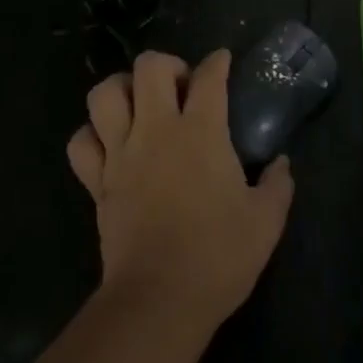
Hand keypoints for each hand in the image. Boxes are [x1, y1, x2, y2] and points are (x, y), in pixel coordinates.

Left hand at [66, 49, 294, 329]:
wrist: (159, 300)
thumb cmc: (218, 256)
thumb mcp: (265, 221)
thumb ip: (278, 185)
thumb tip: (281, 164)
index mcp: (200, 132)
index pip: (209, 77)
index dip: (217, 62)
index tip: (222, 61)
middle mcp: (157, 130)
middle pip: (149, 67)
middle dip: (166, 65)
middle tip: (179, 88)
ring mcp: (121, 153)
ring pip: (104, 94)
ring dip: (121, 89)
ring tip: (139, 105)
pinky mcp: (97, 181)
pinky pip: (81, 143)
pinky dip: (91, 135)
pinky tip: (109, 144)